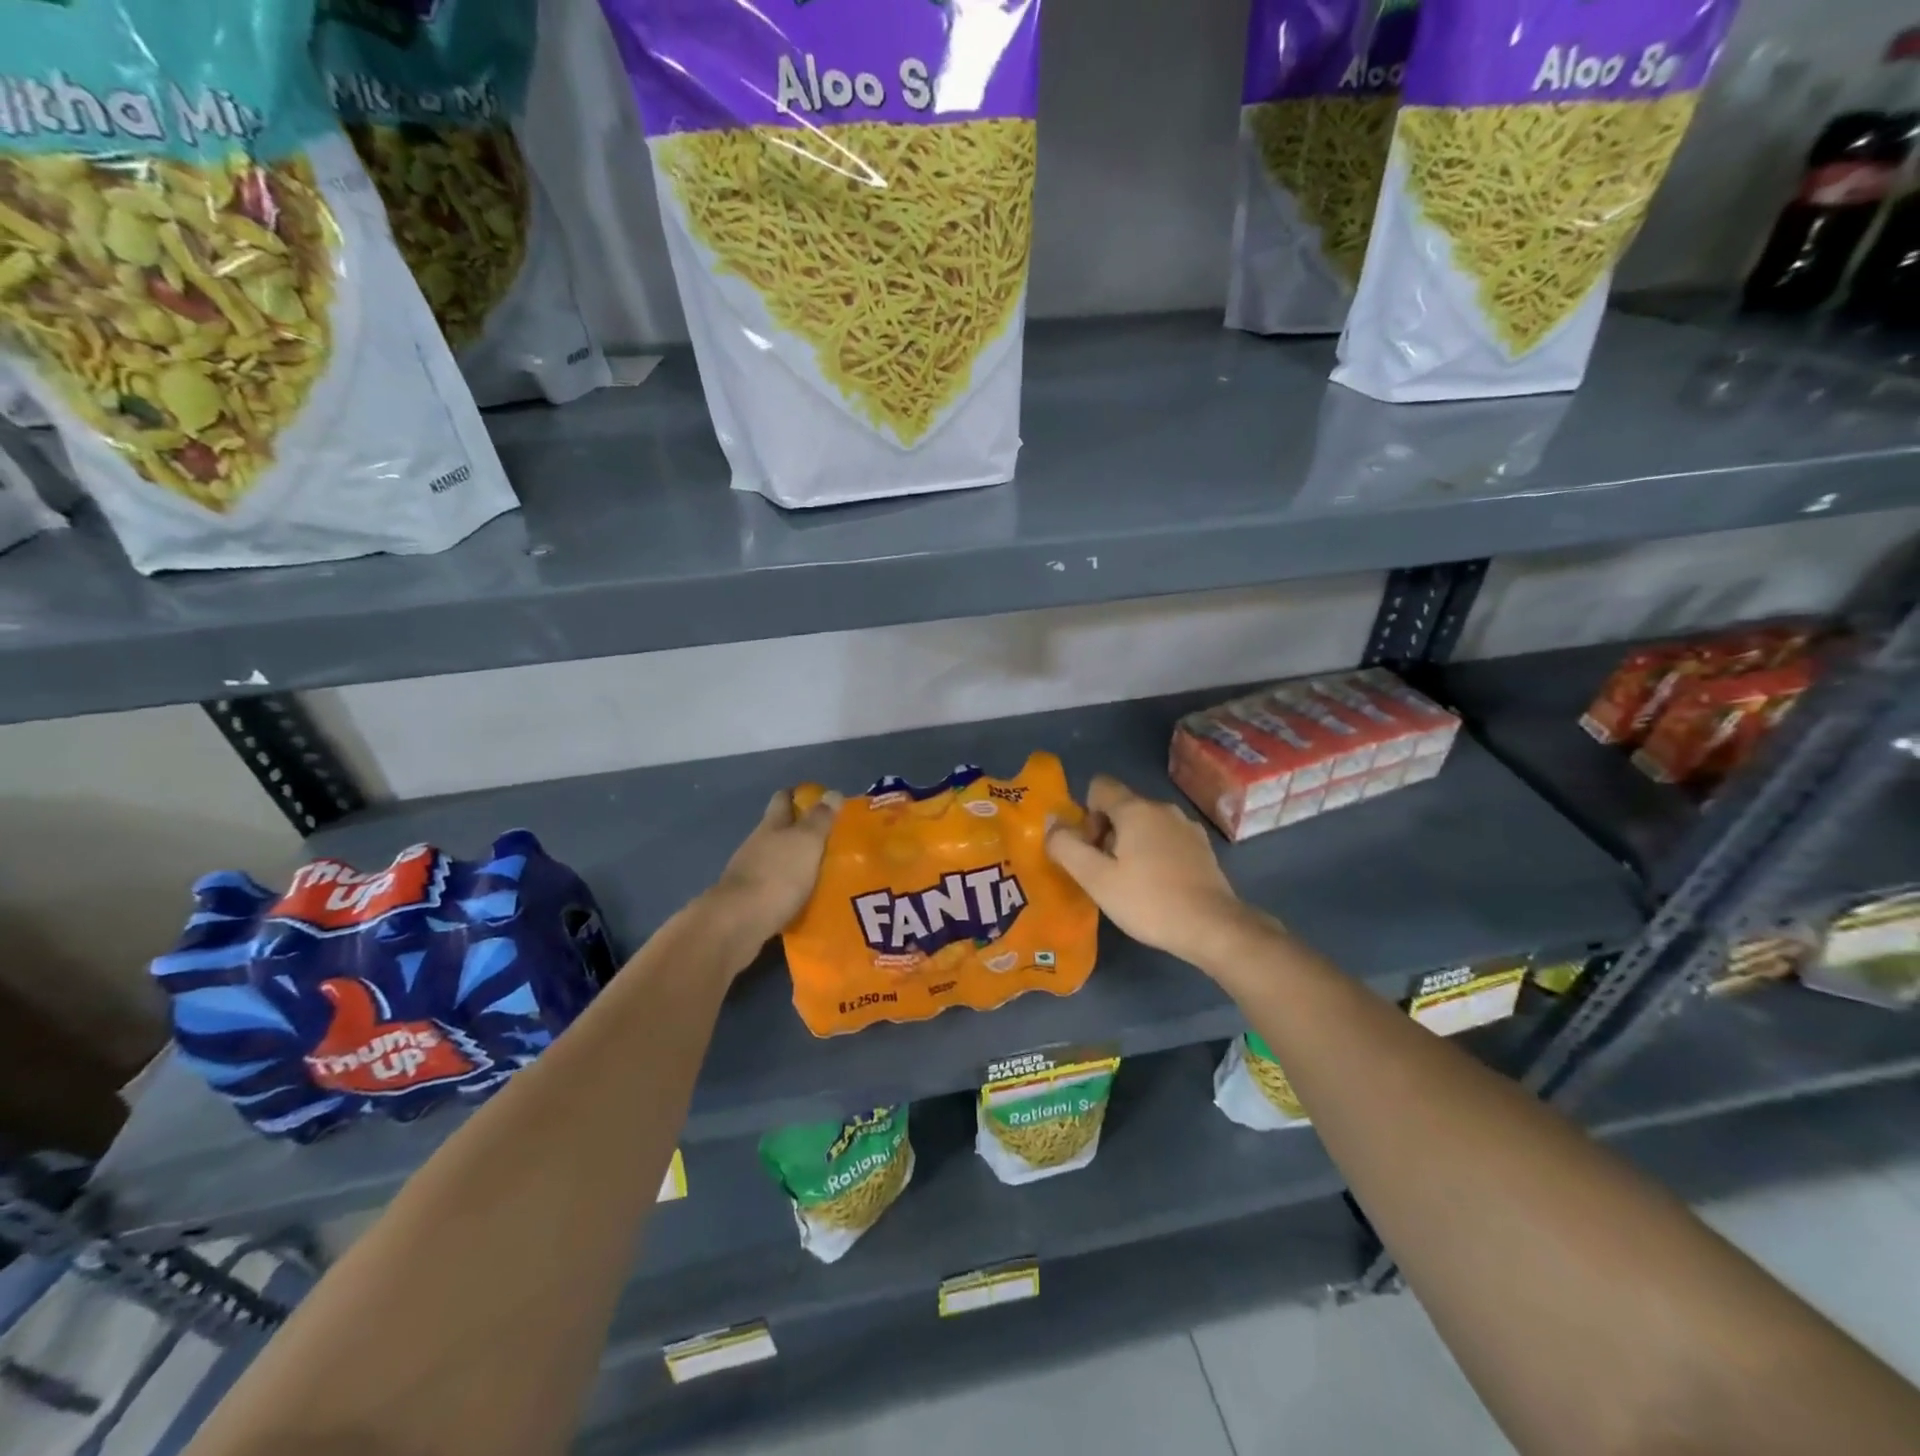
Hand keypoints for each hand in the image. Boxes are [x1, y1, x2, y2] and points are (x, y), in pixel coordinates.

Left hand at [711, 788, 842, 946]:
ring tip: (825, 870)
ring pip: (777, 859)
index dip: (800, 796)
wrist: (738, 923)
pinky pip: (775, 887)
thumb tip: (832, 792)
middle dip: (801, 830)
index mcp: (771, 825)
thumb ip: (820, 819)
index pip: (783, 799)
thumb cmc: (778, 875)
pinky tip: (806, 897)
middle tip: (831, 838)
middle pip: (779, 829)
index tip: (822, 800)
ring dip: (796, 862)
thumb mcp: (806, 842)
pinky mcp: (749, 901)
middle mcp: (758, 844)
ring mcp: (750, 873)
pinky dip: (790, 888)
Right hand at [1046, 775, 1260, 970]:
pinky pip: (1166, 839)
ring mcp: (1187, 827)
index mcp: (1136, 809)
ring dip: (1130, 845)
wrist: (1213, 927)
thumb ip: (1066, 846)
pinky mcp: (1202, 848)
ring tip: (1130, 883)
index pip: (1099, 786)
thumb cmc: (1148, 901)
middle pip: (1121, 806)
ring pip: (1145, 824)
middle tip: (1105, 873)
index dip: (1086, 814)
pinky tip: (1157, 887)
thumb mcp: (1096, 878)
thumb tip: (1050, 821)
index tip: (1091, 849)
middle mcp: (1163, 808)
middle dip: (1106, 833)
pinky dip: (1154, 854)